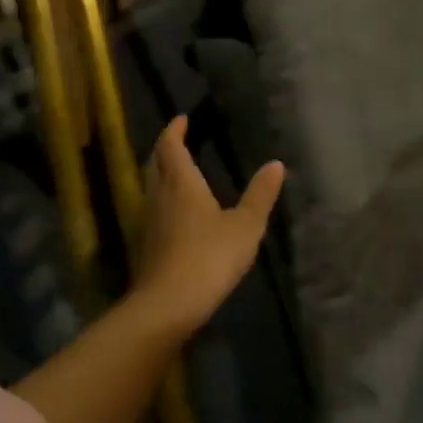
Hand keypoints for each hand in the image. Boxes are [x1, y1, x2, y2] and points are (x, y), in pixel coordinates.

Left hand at [128, 116, 284, 338]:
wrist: (168, 303)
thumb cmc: (209, 257)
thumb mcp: (245, 226)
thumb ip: (259, 195)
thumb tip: (275, 164)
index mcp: (181, 182)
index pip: (171, 146)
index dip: (174, 130)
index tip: (181, 119)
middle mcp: (159, 194)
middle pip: (156, 162)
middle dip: (166, 148)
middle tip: (179, 140)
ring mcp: (149, 220)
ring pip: (151, 185)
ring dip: (161, 172)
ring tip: (179, 170)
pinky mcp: (146, 242)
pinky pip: (153, 207)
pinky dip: (163, 197)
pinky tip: (175, 211)